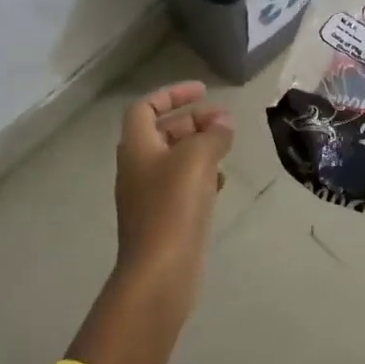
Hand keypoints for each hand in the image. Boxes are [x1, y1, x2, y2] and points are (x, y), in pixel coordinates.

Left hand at [115, 82, 235, 279]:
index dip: (172, 94)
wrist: (160, 273)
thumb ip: (212, 134)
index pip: (146, 108)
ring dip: (200, 147)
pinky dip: (202, 175)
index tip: (202, 91)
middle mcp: (139, 168)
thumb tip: (223, 122)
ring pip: (175, 159)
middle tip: (224, 121)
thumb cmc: (173, 207)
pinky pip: (183, 185)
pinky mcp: (165, 219)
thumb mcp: (197, 159)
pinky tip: (221, 183)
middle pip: (163, 132)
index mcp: (137, 148)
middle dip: (193, 121)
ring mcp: (150, 196)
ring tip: (227, 147)